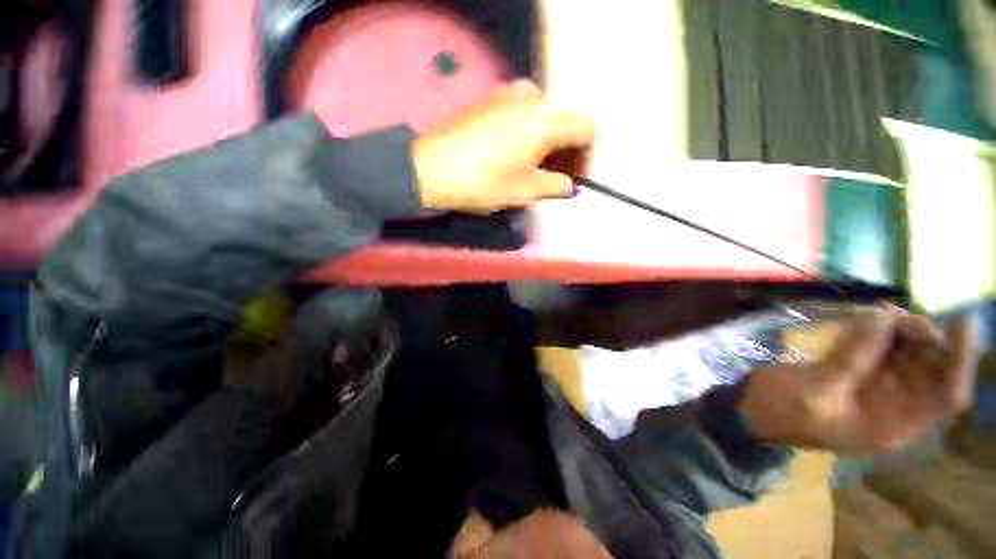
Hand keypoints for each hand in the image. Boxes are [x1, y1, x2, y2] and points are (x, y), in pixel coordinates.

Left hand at [413, 80, 594, 212]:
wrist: (431, 169)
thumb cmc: (483, 182)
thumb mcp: (525, 190)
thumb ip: (555, 186)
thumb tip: (569, 187)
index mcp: (546, 119)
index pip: (586, 129)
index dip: (587, 156)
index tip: (578, 179)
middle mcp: (531, 98)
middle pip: (564, 122)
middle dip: (567, 152)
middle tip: (558, 180)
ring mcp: (506, 95)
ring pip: (543, 119)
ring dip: (548, 145)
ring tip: (537, 172)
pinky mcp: (488, 102)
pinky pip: (521, 115)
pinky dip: (528, 136)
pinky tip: (517, 157)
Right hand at [739, 308, 978, 453]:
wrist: (751, 410)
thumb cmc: (781, 410)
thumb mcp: (814, 390)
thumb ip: (849, 359)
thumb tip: (881, 318)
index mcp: (892, 423)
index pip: (946, 395)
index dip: (960, 360)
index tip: (961, 319)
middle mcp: (894, 405)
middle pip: (930, 369)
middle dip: (924, 338)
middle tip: (897, 313)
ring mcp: (874, 388)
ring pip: (908, 355)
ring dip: (900, 331)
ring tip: (877, 312)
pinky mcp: (856, 372)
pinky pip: (880, 348)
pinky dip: (877, 331)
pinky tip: (863, 319)